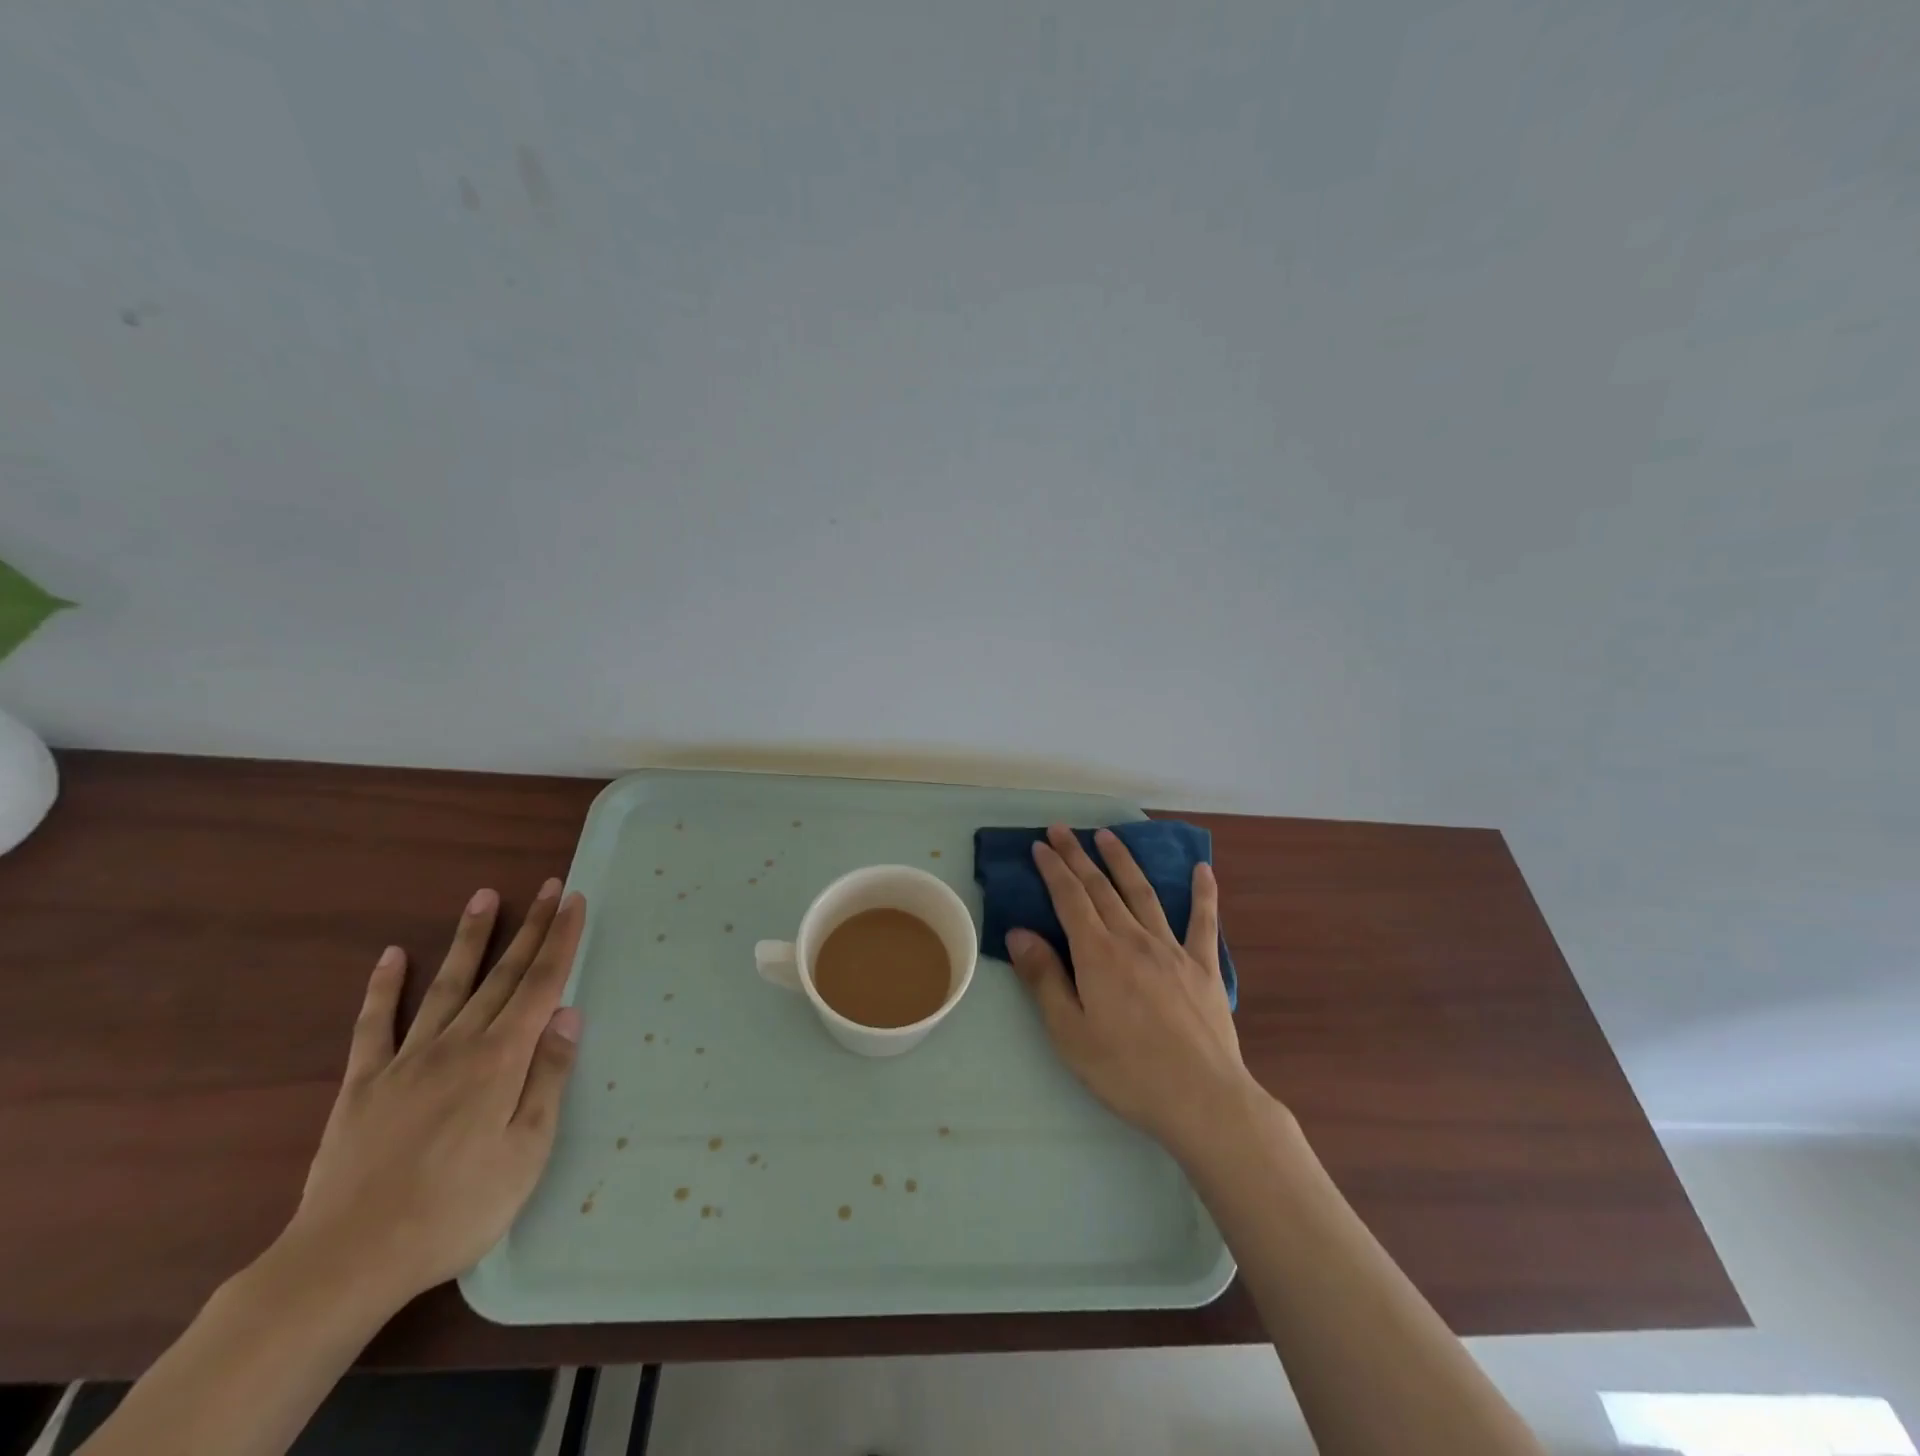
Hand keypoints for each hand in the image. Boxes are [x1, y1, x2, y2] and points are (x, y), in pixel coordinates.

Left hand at [282, 880, 586, 1310]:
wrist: (347, 1262)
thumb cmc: (457, 1208)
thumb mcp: (526, 1151)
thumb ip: (547, 1077)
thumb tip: (568, 1013)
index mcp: (501, 1059)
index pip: (541, 985)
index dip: (560, 940)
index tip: (573, 901)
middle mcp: (457, 1045)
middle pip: (502, 975)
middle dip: (530, 928)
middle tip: (548, 887)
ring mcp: (406, 1061)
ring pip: (447, 986)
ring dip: (469, 940)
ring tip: (484, 898)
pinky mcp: (363, 1085)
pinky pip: (374, 1026)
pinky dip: (383, 988)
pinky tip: (391, 956)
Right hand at [1007, 825, 1256, 1155]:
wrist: (1202, 1100)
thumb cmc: (1127, 1071)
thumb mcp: (1070, 1032)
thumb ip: (1044, 978)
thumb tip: (1019, 933)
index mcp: (1098, 954)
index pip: (1070, 898)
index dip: (1053, 869)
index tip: (1040, 845)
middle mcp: (1133, 939)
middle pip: (1101, 887)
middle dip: (1078, 855)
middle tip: (1062, 829)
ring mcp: (1172, 949)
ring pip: (1143, 893)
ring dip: (1123, 861)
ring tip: (1108, 835)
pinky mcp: (1203, 967)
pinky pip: (1203, 922)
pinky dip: (1203, 893)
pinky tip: (1203, 869)